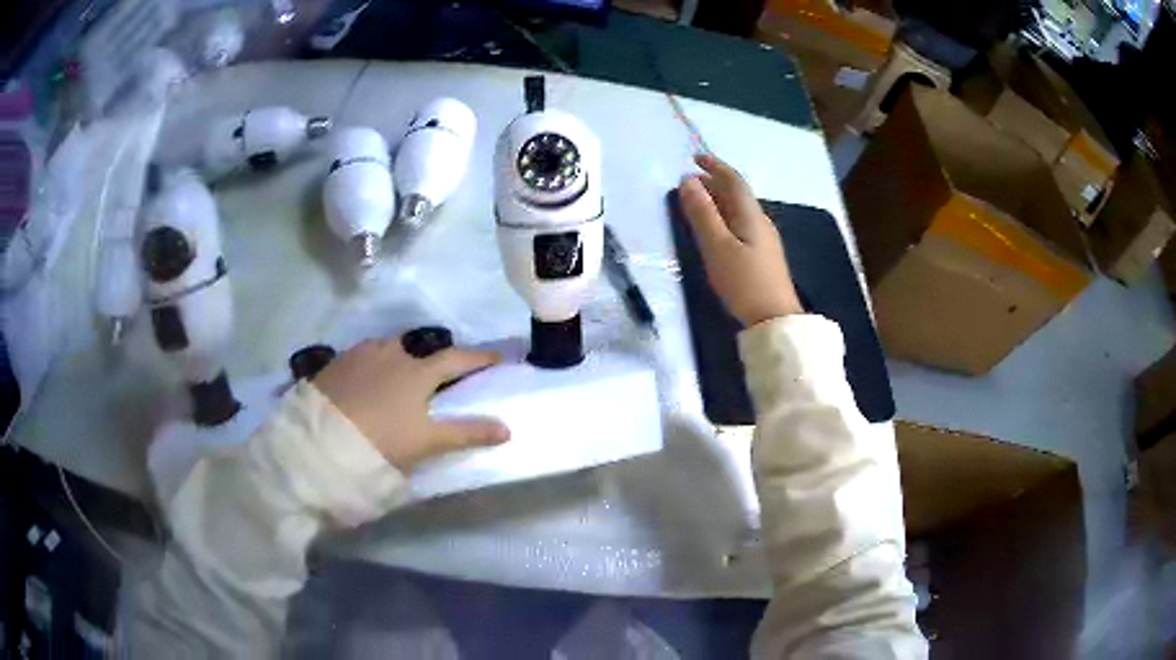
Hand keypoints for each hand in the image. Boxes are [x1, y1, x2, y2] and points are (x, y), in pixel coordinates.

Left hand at [313, 339, 509, 472]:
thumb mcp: (426, 442)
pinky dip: (375, 365)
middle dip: (435, 359)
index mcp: (418, 371)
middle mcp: (392, 353)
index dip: (479, 358)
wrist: (320, 442)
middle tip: (441, 375)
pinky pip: (364, 356)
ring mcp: (361, 354)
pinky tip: (367, 381)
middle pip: (421, 349)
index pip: (457, 359)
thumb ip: (467, 433)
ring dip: (402, 359)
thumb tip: (506, 429)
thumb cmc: (381, 441)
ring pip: (389, 349)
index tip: (498, 357)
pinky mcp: (337, 362)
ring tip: (400, 378)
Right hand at [678, 153, 802, 326]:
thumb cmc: (744, 282)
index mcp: (751, 215)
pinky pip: (740, 225)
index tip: (695, 158)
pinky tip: (715, 230)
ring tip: (697, 203)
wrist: (774, 319)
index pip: (734, 181)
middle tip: (689, 182)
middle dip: (713, 183)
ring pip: (738, 210)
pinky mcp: (762, 256)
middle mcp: (760, 222)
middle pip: (737, 194)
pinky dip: (723, 218)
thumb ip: (702, 213)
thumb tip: (687, 181)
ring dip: (718, 201)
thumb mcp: (717, 246)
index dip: (715, 166)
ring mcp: (763, 240)